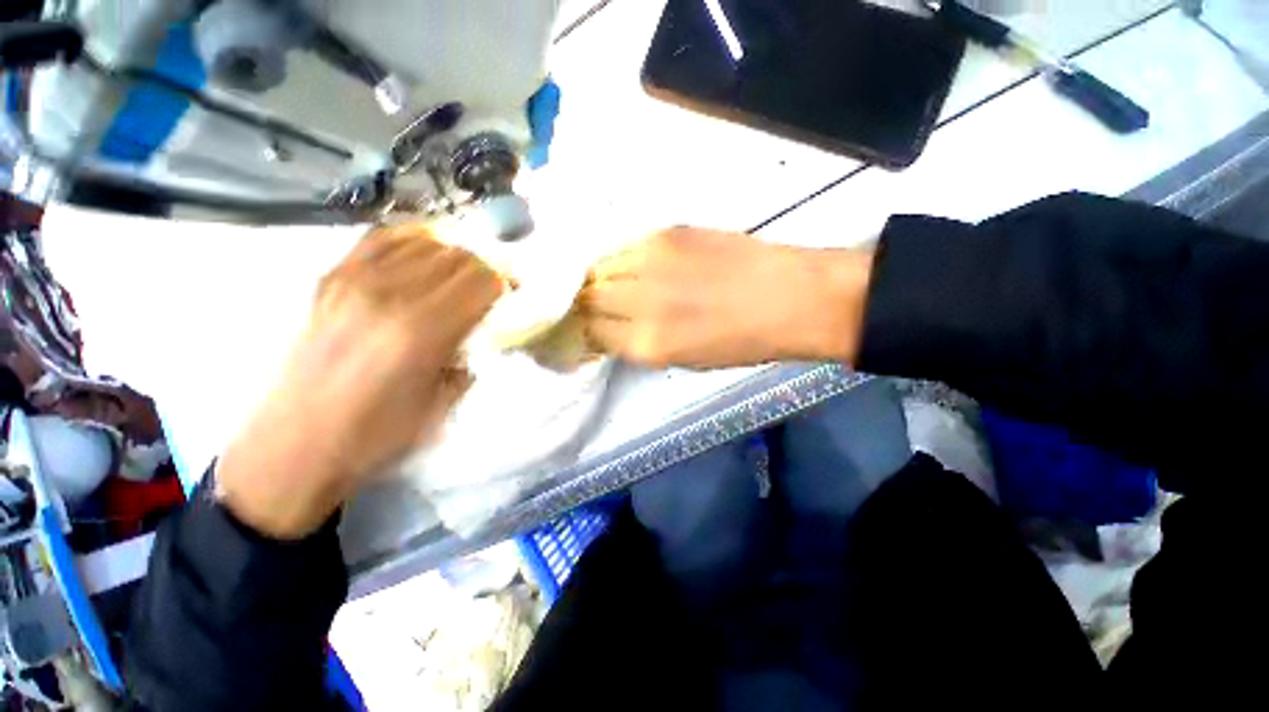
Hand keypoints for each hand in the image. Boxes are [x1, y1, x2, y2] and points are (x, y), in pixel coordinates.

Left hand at [217, 224, 501, 538]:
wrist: (294, 446)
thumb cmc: (376, 436)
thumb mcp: (443, 406)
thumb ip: (469, 359)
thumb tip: (481, 332)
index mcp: (423, 331)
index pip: (482, 280)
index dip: (506, 280)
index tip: (515, 290)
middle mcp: (390, 295)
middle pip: (458, 255)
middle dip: (487, 265)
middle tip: (496, 283)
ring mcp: (354, 280)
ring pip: (424, 241)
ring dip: (455, 252)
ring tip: (465, 271)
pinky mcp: (330, 279)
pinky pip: (381, 238)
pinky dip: (413, 239)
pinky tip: (426, 252)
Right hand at [582, 228, 872, 368]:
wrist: (791, 297)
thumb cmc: (742, 342)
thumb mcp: (683, 360)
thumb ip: (637, 343)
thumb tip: (607, 329)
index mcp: (649, 343)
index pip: (590, 332)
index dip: (581, 332)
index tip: (582, 330)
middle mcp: (642, 300)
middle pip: (586, 296)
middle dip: (581, 304)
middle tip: (588, 306)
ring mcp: (653, 260)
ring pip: (598, 267)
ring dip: (596, 279)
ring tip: (608, 285)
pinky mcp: (667, 232)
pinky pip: (624, 248)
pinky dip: (618, 261)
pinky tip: (631, 268)